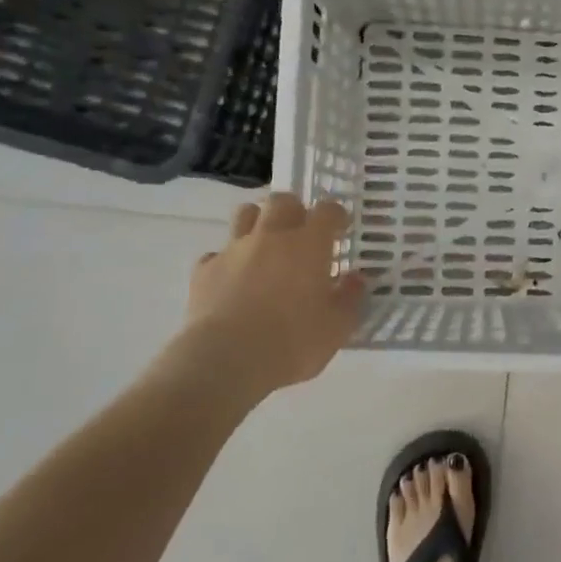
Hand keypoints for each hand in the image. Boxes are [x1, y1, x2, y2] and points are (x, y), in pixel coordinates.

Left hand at [164, 194, 364, 401]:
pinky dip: (227, 261)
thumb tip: (355, 279)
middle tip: (301, 233)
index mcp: (309, 244)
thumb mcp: (338, 327)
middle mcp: (272, 236)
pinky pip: (216, 254)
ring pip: (245, 214)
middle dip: (294, 210)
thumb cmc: (293, 341)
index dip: (336, 215)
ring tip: (265, 245)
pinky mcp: (204, 270)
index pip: (327, 211)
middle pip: (282, 201)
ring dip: (258, 222)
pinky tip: (232, 280)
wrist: (227, 360)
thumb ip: (350, 297)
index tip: (340, 228)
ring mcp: (234, 250)